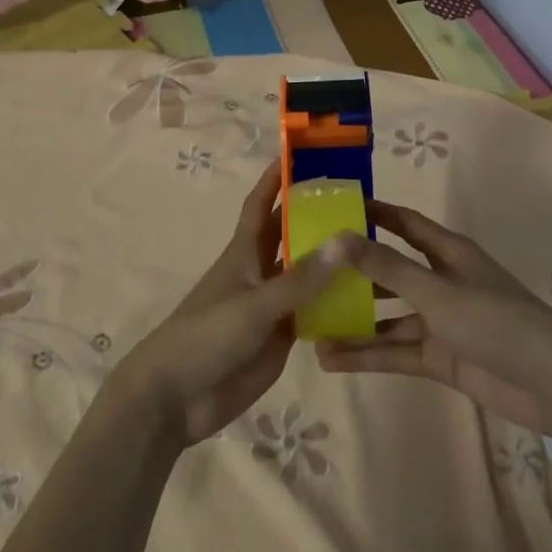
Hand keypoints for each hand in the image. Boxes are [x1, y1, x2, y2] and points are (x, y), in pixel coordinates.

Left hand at [117, 161, 345, 449]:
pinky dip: (335, 302)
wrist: (177, 398)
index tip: (302, 153)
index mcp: (244, 252)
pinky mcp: (280, 336)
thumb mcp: (256, 304)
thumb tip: (346, 239)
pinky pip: (313, 311)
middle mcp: (260, 271)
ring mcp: (271, 304)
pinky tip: (367, 298)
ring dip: (332, 259)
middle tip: (359, 198)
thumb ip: (301, 278)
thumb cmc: (207, 336)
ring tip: (374, 243)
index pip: (262, 203)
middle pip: (290, 234)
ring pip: (306, 273)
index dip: (277, 177)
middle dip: (316, 214)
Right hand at [319, 201, 551, 433]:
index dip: (371, 213)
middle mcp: (441, 280)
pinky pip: (397, 351)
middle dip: (353, 273)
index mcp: (447, 252)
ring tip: (309, 325)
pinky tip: (331, 360)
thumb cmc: (495, 321)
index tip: (331, 208)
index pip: (402, 222)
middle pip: (389, 270)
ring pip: (388, 316)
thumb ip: (385, 267)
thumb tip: (336, 237)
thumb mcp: (435, 291)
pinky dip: (368, 355)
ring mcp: (441, 320)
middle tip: (308, 273)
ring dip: (354, 322)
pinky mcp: (441, 356)